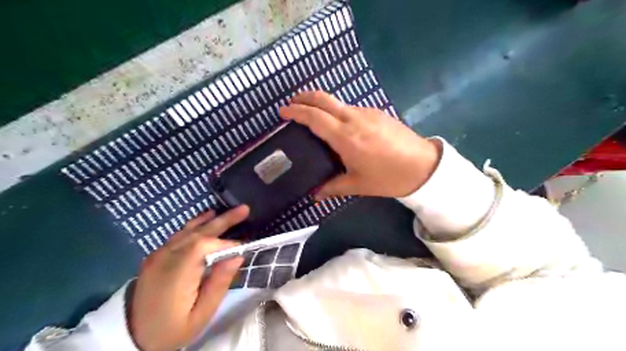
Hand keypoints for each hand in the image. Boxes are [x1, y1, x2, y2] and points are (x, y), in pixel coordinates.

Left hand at [130, 206, 249, 350]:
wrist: (131, 335)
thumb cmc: (171, 328)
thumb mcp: (200, 315)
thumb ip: (219, 284)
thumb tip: (237, 256)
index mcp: (176, 274)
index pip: (205, 247)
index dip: (226, 243)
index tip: (244, 248)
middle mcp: (165, 258)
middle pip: (198, 232)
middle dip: (224, 220)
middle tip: (244, 209)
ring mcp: (158, 254)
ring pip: (189, 230)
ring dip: (212, 220)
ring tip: (230, 211)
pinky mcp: (157, 255)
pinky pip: (179, 234)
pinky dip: (196, 224)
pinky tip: (206, 217)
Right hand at [279, 92, 438, 198]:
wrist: (423, 166)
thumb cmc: (388, 177)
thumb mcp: (358, 185)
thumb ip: (332, 187)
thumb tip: (315, 195)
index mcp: (345, 137)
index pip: (314, 117)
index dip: (296, 111)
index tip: (283, 111)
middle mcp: (354, 119)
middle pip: (324, 98)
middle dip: (304, 97)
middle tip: (292, 104)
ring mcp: (367, 113)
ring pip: (338, 102)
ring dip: (322, 104)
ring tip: (314, 116)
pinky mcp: (377, 113)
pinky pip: (351, 108)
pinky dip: (338, 111)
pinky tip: (339, 124)